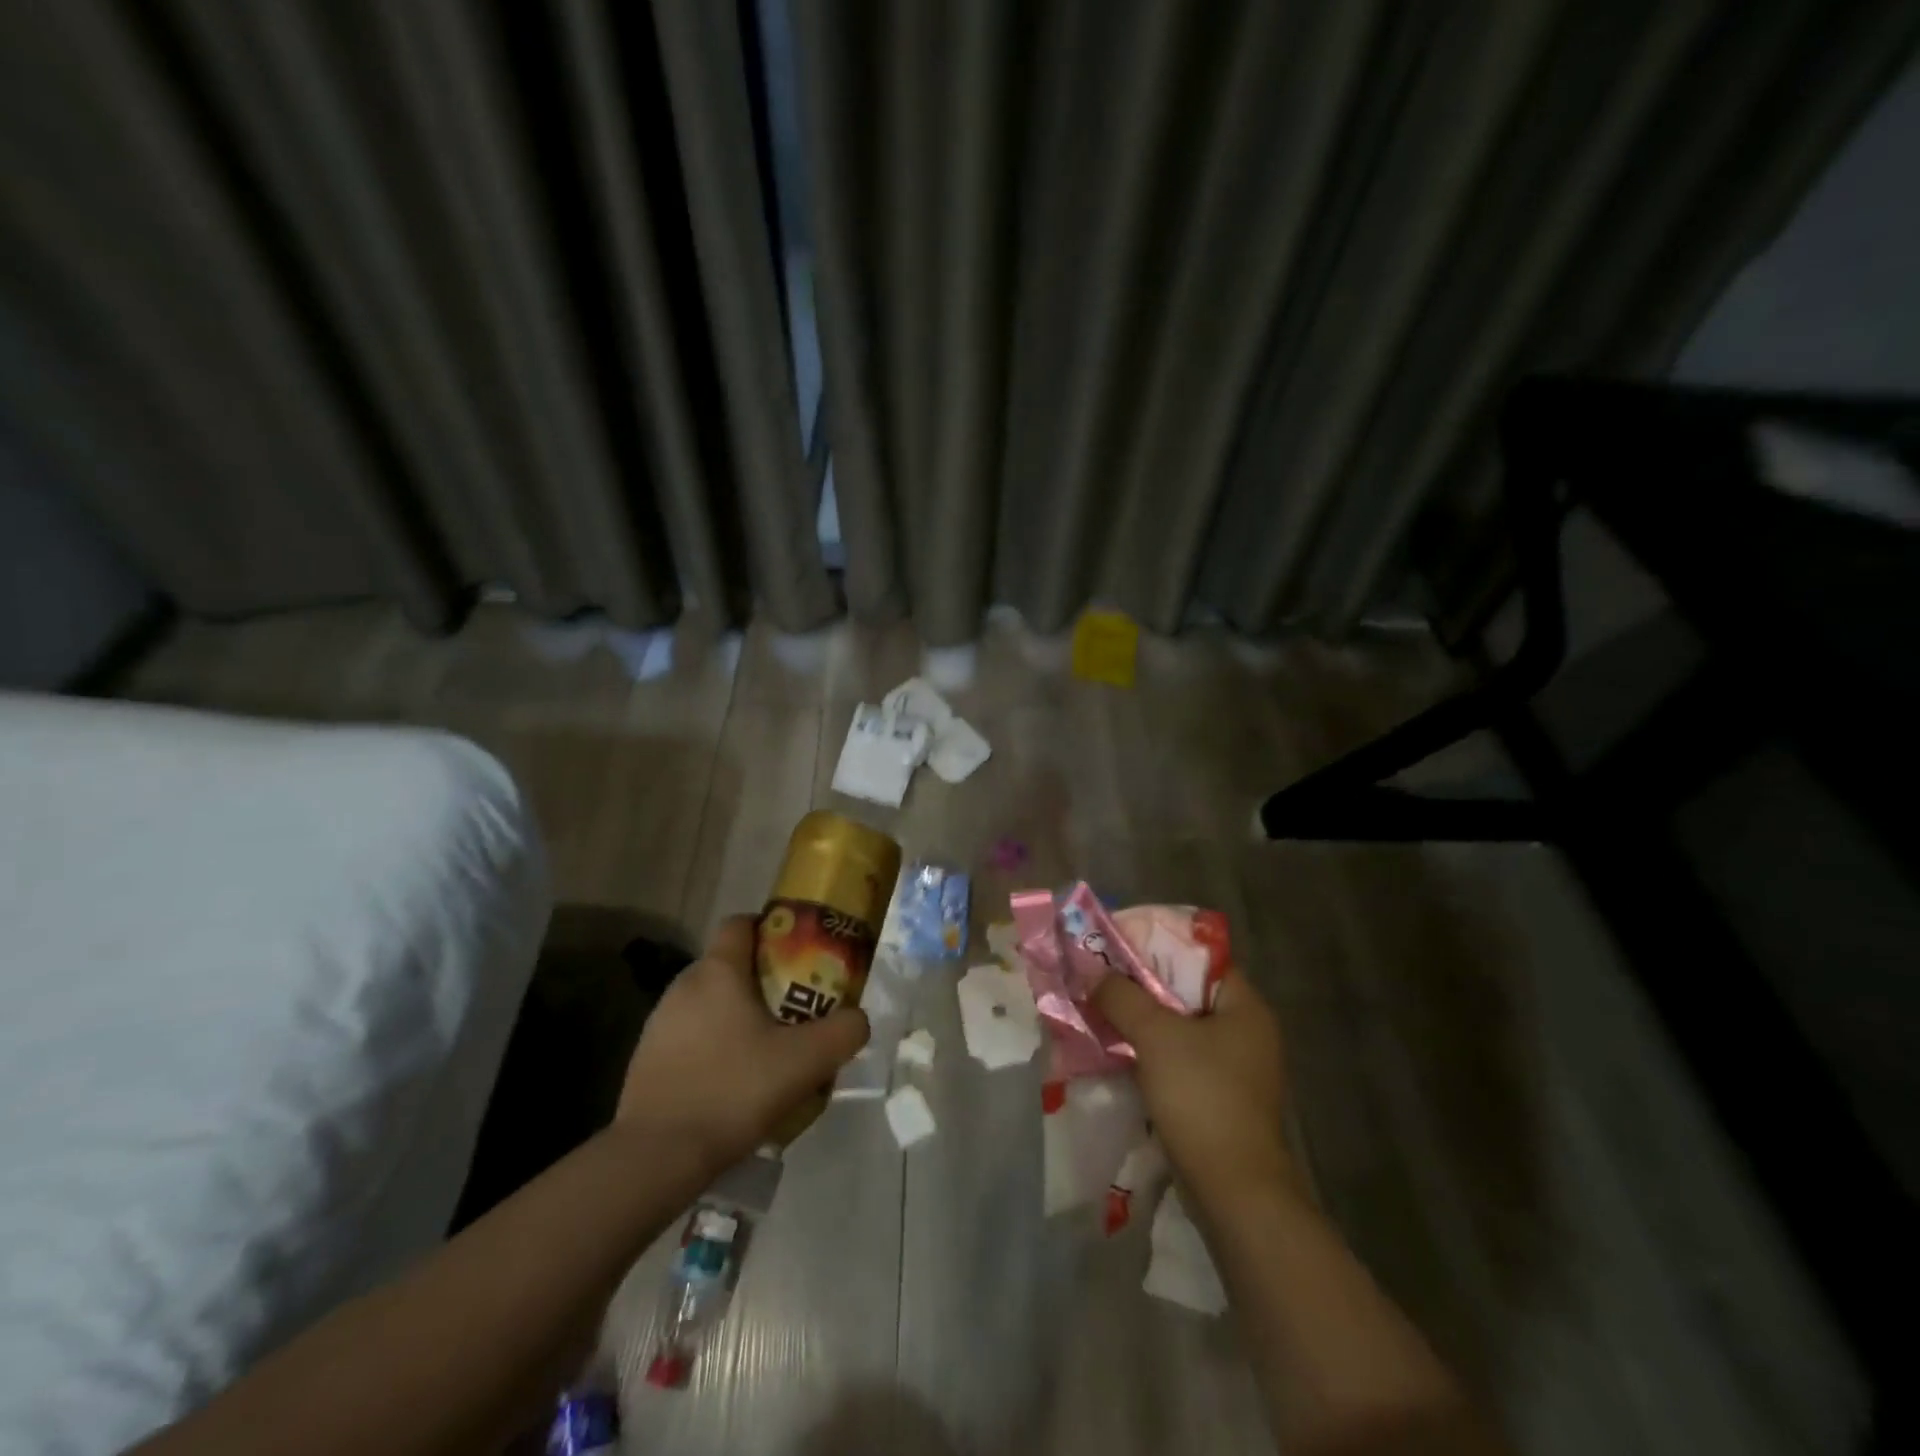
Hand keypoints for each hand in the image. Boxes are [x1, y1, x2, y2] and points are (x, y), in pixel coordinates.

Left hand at [616, 916, 868, 1171]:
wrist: (656, 1157)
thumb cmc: (734, 1090)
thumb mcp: (806, 1061)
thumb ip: (844, 1031)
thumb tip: (858, 1018)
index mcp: (718, 971)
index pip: (741, 923)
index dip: (771, 929)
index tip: (799, 954)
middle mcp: (683, 985)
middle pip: (730, 965)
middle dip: (762, 980)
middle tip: (794, 1008)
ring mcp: (659, 1023)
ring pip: (710, 1002)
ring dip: (737, 1016)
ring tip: (767, 1051)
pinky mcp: (646, 1059)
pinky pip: (691, 1036)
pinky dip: (714, 1046)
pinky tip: (733, 1083)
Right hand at [1093, 967, 1298, 1209]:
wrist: (1235, 1193)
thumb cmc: (1202, 1097)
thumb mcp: (1156, 1036)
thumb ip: (1123, 997)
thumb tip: (1094, 975)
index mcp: (1245, 1007)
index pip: (1201, 958)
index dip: (1159, 948)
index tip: (1119, 949)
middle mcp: (1246, 1033)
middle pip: (1186, 994)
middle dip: (1142, 988)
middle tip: (1102, 981)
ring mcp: (1234, 1070)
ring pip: (1179, 1030)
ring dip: (1142, 1024)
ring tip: (1100, 1014)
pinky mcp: (1219, 1100)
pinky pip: (1178, 1062)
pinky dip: (1150, 1055)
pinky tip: (1117, 1054)